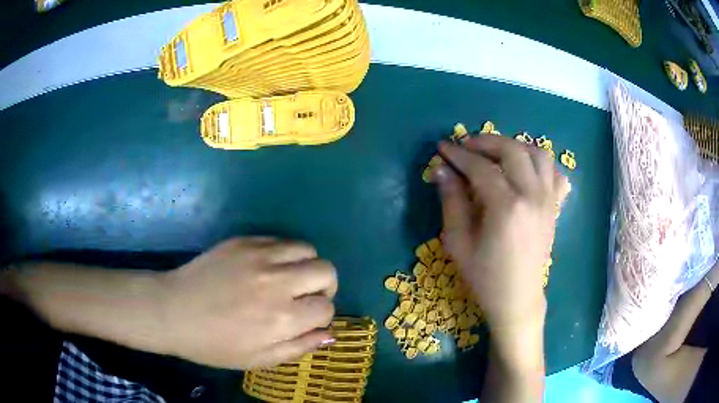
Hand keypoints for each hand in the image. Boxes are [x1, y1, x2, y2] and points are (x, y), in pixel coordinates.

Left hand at [159, 237, 336, 368]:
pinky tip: (265, 267)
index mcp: (281, 319)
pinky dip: (283, 254)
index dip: (321, 314)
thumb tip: (329, 335)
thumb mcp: (258, 360)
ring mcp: (258, 256)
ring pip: (307, 249)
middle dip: (324, 286)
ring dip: (305, 266)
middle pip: (326, 270)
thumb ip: (298, 348)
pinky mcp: (242, 241)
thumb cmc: (214, 344)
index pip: (326, 307)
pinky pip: (279, 240)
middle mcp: (276, 283)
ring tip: (288, 278)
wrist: (172, 311)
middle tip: (304, 296)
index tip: (307, 318)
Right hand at [434, 135, 568, 332]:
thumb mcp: (459, 243)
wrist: (518, 298)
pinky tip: (526, 170)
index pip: (480, 167)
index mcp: (506, 207)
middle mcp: (532, 196)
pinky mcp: (555, 207)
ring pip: (538, 155)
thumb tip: (442, 170)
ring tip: (497, 154)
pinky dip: (540, 164)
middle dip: (486, 141)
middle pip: (512, 150)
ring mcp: (548, 200)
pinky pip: (554, 174)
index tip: (443, 147)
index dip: (459, 155)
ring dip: (515, 147)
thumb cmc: (485, 277)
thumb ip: (451, 202)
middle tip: (467, 146)